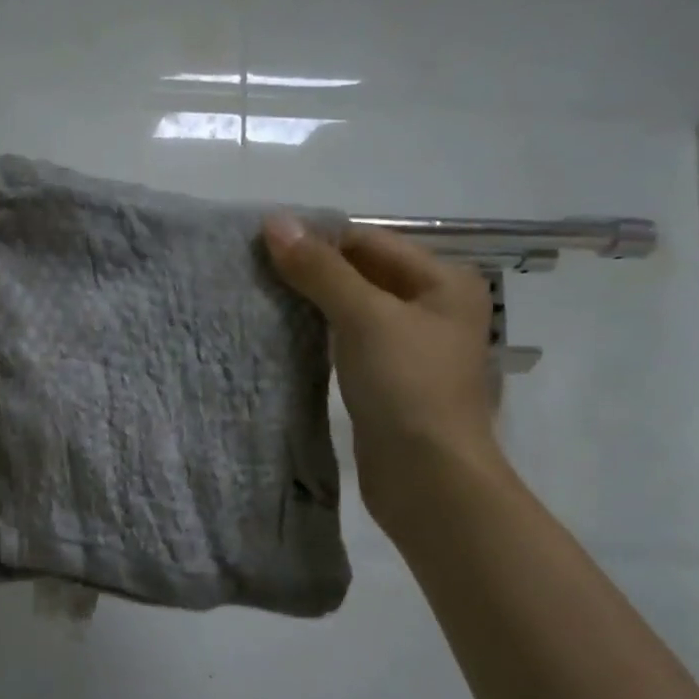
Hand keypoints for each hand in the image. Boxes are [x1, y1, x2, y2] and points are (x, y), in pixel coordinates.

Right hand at [263, 215, 504, 530]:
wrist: (428, 477)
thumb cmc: (406, 386)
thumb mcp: (363, 317)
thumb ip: (320, 270)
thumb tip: (274, 222)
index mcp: (443, 281)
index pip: (369, 241)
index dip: (318, 241)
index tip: (262, 248)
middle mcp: (434, 307)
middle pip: (363, 274)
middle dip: (313, 273)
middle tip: (255, 274)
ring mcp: (413, 347)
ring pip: (354, 311)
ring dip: (314, 306)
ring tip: (262, 302)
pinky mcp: (390, 382)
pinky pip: (351, 344)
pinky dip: (322, 338)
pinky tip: (286, 339)